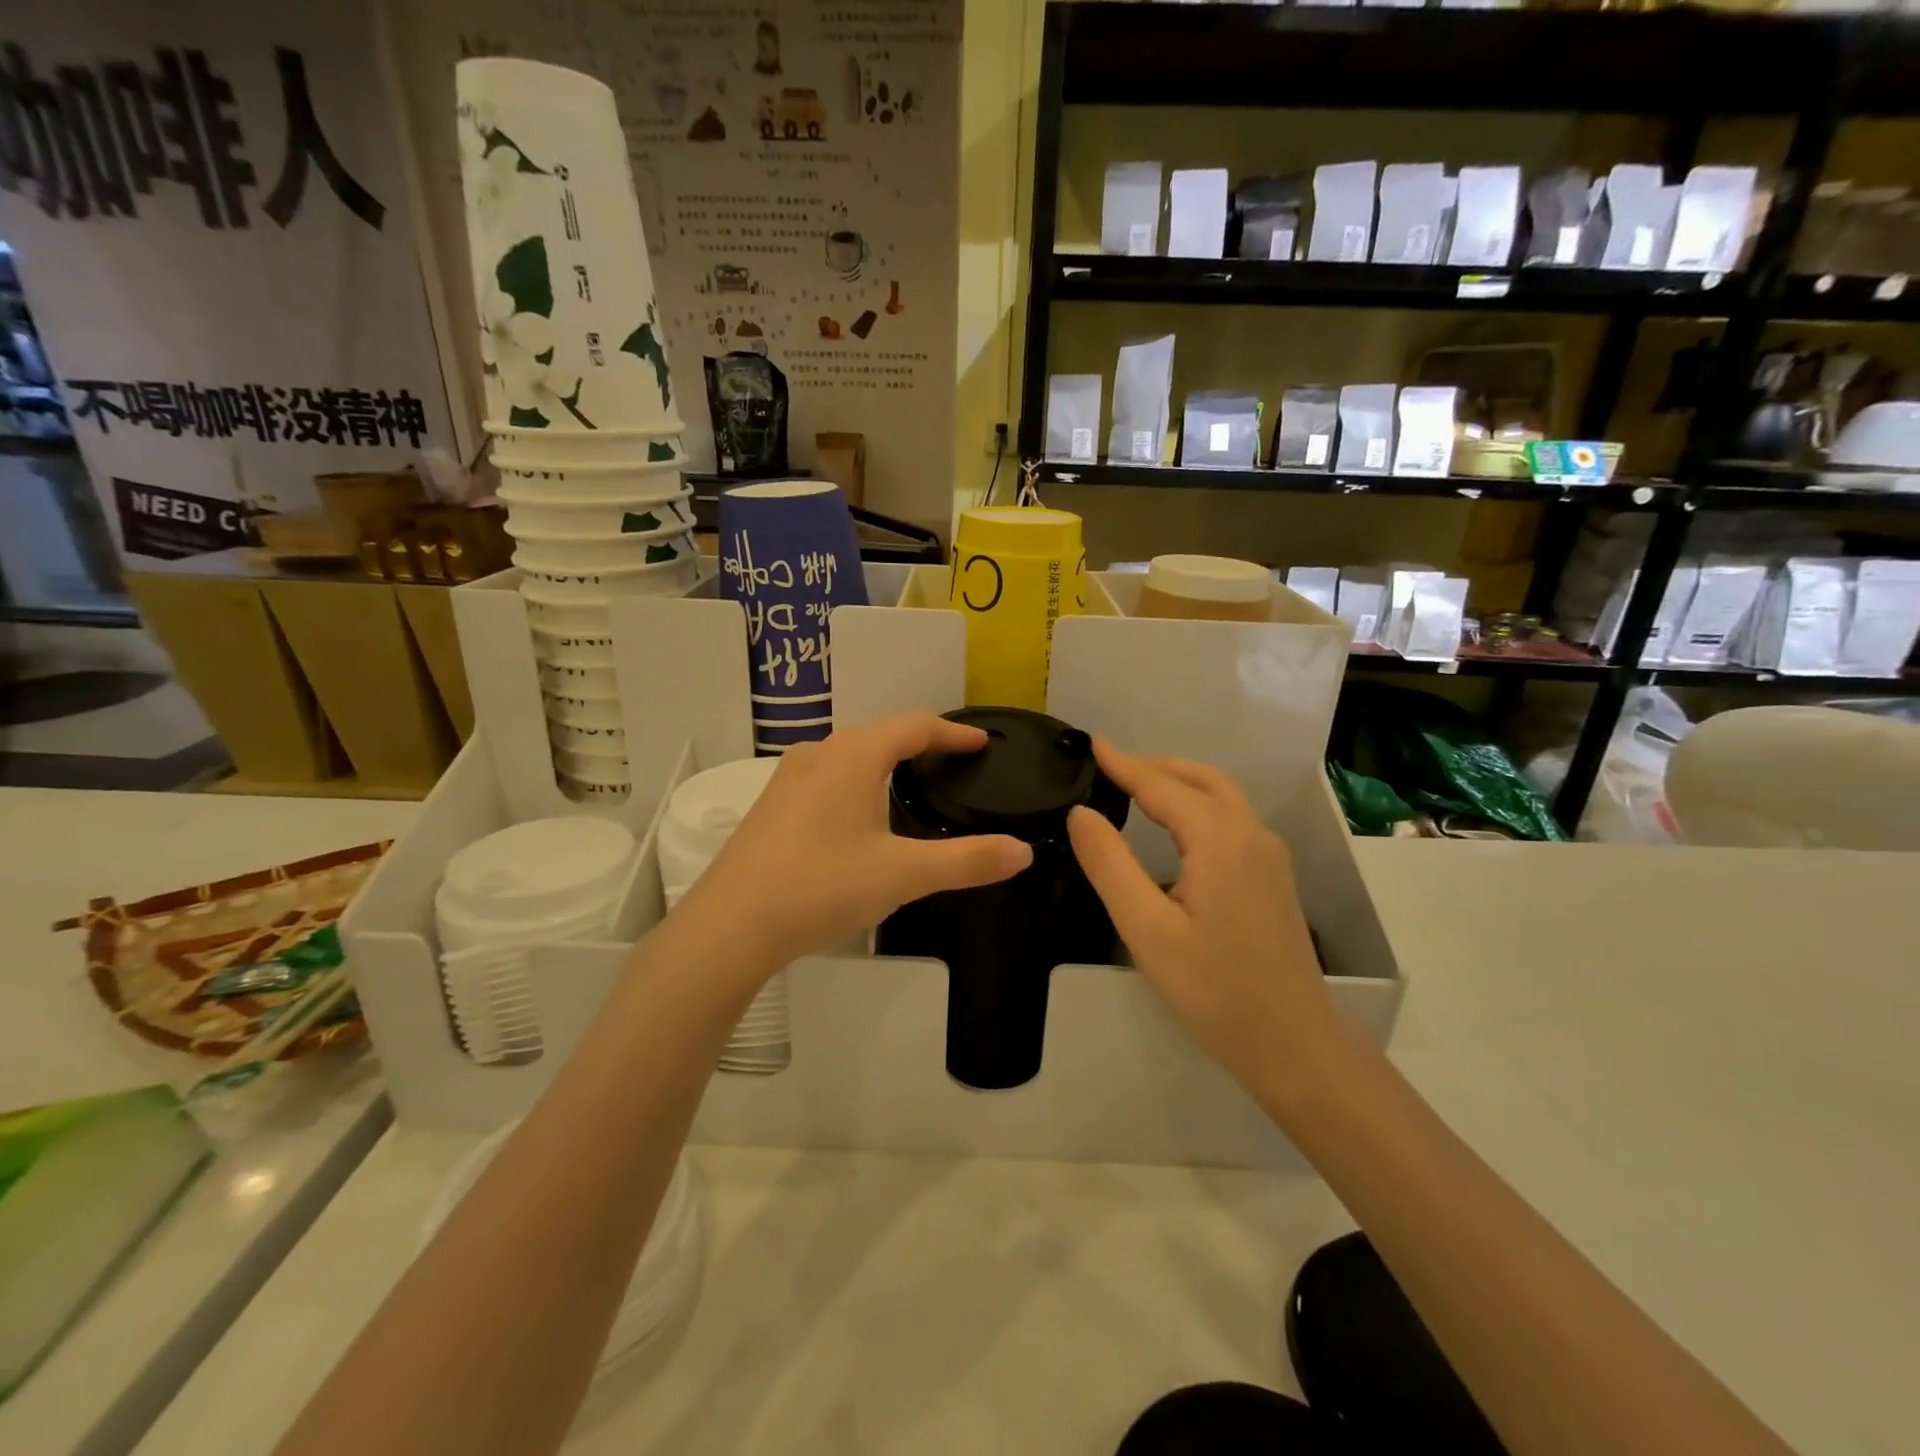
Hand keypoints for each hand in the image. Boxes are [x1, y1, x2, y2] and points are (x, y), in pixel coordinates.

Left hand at [676, 712, 1032, 976]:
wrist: (730, 925)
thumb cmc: (822, 886)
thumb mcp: (903, 874)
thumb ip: (967, 861)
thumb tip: (1023, 851)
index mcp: (855, 756)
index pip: (915, 727)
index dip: (953, 732)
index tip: (982, 742)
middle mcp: (820, 754)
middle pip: (880, 735)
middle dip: (919, 744)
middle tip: (952, 763)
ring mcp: (788, 779)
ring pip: (849, 756)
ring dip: (883, 761)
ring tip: (909, 784)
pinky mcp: (771, 806)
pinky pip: (826, 778)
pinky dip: (856, 782)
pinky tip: (857, 815)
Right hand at [1067, 739, 1337, 1098]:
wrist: (1293, 1044)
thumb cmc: (1214, 990)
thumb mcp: (1146, 930)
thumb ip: (1110, 865)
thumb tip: (1081, 813)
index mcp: (1219, 840)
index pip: (1161, 785)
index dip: (1123, 763)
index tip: (1091, 742)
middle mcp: (1250, 834)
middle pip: (1200, 779)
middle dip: (1154, 765)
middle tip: (1110, 767)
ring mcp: (1269, 855)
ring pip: (1221, 795)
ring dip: (1179, 781)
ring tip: (1136, 786)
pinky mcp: (1274, 876)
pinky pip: (1232, 818)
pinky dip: (1198, 802)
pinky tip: (1176, 827)